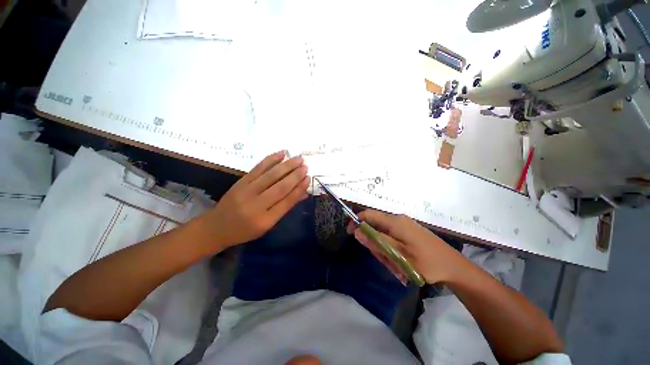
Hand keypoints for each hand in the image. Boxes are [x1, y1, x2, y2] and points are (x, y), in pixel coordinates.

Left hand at [203, 151, 308, 249]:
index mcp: (265, 220)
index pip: (287, 201)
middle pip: (280, 187)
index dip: (299, 189)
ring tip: (298, 158)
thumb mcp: (267, 225)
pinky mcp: (240, 182)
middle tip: (306, 166)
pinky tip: (281, 154)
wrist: (216, 228)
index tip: (308, 178)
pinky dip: (270, 159)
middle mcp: (256, 205)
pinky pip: (257, 168)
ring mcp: (246, 191)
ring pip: (270, 176)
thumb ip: (285, 207)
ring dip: (286, 165)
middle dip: (295, 175)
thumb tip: (303, 193)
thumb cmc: (245, 230)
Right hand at [347, 210, 462, 283]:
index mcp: (394, 222)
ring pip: (383, 232)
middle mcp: (398, 219)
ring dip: (383, 247)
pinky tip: (399, 260)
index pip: (368, 214)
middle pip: (375, 225)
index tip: (350, 233)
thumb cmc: (426, 262)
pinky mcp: (409, 231)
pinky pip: (392, 236)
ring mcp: (405, 225)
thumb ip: (376, 241)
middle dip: (373, 241)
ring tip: (394, 264)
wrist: (454, 267)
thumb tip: (357, 231)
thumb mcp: (398, 254)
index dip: (356, 221)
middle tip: (382, 259)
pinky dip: (390, 247)